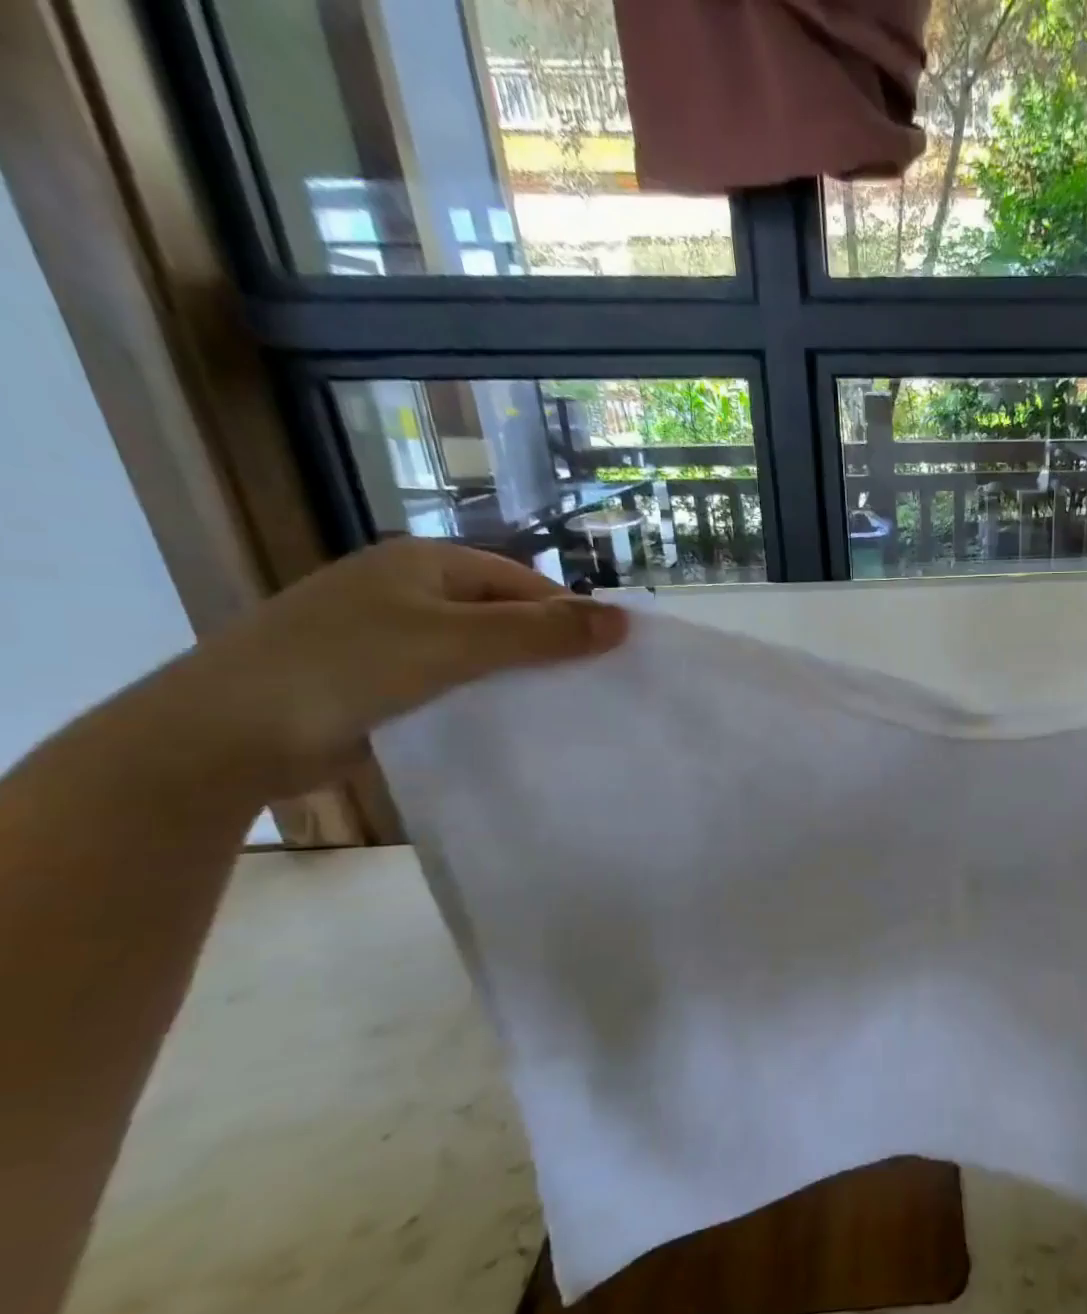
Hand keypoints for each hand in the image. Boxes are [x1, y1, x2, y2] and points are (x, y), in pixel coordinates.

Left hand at [161, 539, 627, 798]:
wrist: (222, 736)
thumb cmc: (348, 669)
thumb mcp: (457, 644)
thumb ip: (541, 633)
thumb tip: (624, 620)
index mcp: (425, 564)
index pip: (524, 583)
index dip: (569, 617)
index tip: (608, 661)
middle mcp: (407, 590)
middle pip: (503, 615)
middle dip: (546, 650)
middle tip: (589, 690)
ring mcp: (386, 635)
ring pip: (478, 652)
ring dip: (515, 678)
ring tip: (558, 712)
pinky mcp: (375, 680)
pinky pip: (449, 682)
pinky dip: (480, 699)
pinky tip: (505, 725)